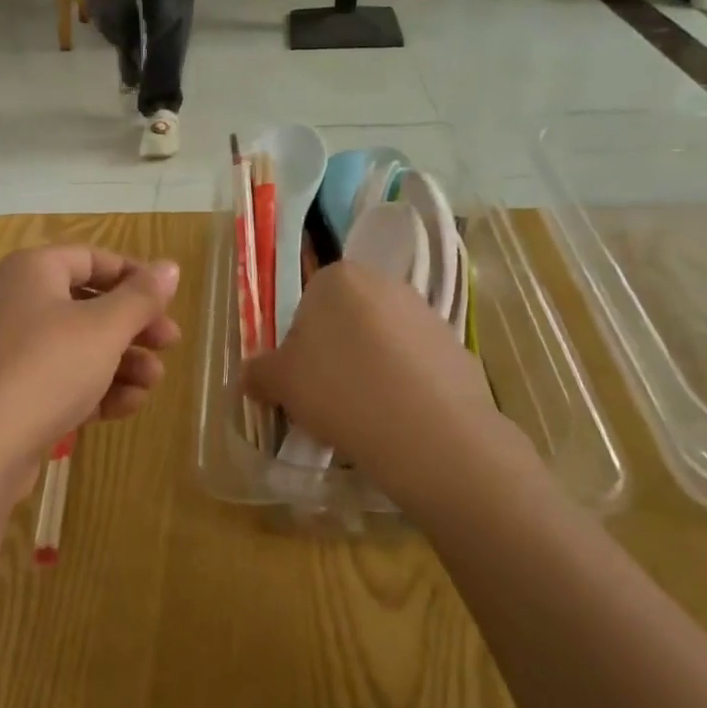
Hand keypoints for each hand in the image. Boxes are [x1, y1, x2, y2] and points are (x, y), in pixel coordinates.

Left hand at [0, 246, 181, 505]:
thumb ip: (141, 297)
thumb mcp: (103, 328)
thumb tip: (170, 266)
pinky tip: (127, 407)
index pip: (92, 258)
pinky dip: (94, 388)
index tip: (168, 301)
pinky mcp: (8, 395)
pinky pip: (59, 380)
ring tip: (152, 383)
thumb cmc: (45, 367)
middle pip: (88, 304)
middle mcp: (16, 302)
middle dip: (133, 326)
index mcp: (33, 271)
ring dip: (121, 362)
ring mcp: (8, 351)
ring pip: (77, 347)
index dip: (134, 276)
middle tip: (170, 344)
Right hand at [244, 261, 527, 506]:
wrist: (427, 429)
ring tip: (366, 414)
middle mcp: (385, 283)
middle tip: (329, 396)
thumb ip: (259, 373)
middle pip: (348, 319)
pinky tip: (400, 420)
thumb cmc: (338, 389)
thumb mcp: (280, 384)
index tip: (302, 377)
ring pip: (384, 342)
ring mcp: (426, 314)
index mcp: (337, 278)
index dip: (301, 342)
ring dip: (372, 368)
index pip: (308, 302)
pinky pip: (417, 366)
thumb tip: (250, 376)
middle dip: (338, 352)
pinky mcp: (457, 347)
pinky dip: (406, 386)